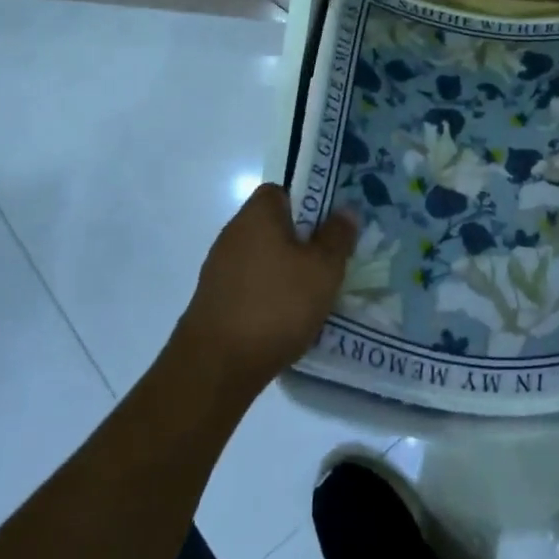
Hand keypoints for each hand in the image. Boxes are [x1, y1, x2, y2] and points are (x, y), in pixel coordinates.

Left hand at [175, 185, 356, 396]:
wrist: (215, 368)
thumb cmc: (276, 305)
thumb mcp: (323, 269)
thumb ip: (337, 236)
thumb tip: (345, 210)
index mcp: (258, 214)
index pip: (282, 191)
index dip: (308, 203)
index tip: (329, 227)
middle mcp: (233, 233)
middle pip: (273, 225)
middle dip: (301, 241)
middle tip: (329, 262)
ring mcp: (219, 268)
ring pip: (263, 257)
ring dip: (285, 271)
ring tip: (312, 295)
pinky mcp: (213, 300)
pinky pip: (250, 285)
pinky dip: (268, 295)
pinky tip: (285, 319)